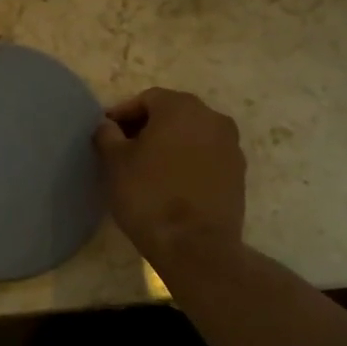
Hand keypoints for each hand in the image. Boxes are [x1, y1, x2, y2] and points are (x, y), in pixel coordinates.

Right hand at [94, 88, 245, 270]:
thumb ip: (107, 134)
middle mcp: (212, 118)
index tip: (107, 134)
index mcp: (181, 107)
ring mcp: (231, 146)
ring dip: (170, 144)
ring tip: (148, 168)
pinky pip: (207, 157)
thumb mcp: (115, 162)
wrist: (195, 246)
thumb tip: (108, 125)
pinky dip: (188, 162)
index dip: (123, 114)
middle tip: (125, 149)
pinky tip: (172, 183)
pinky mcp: (239, 174)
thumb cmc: (148, 195)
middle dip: (148, 127)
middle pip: (172, 113)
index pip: (146, 99)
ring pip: (192, 135)